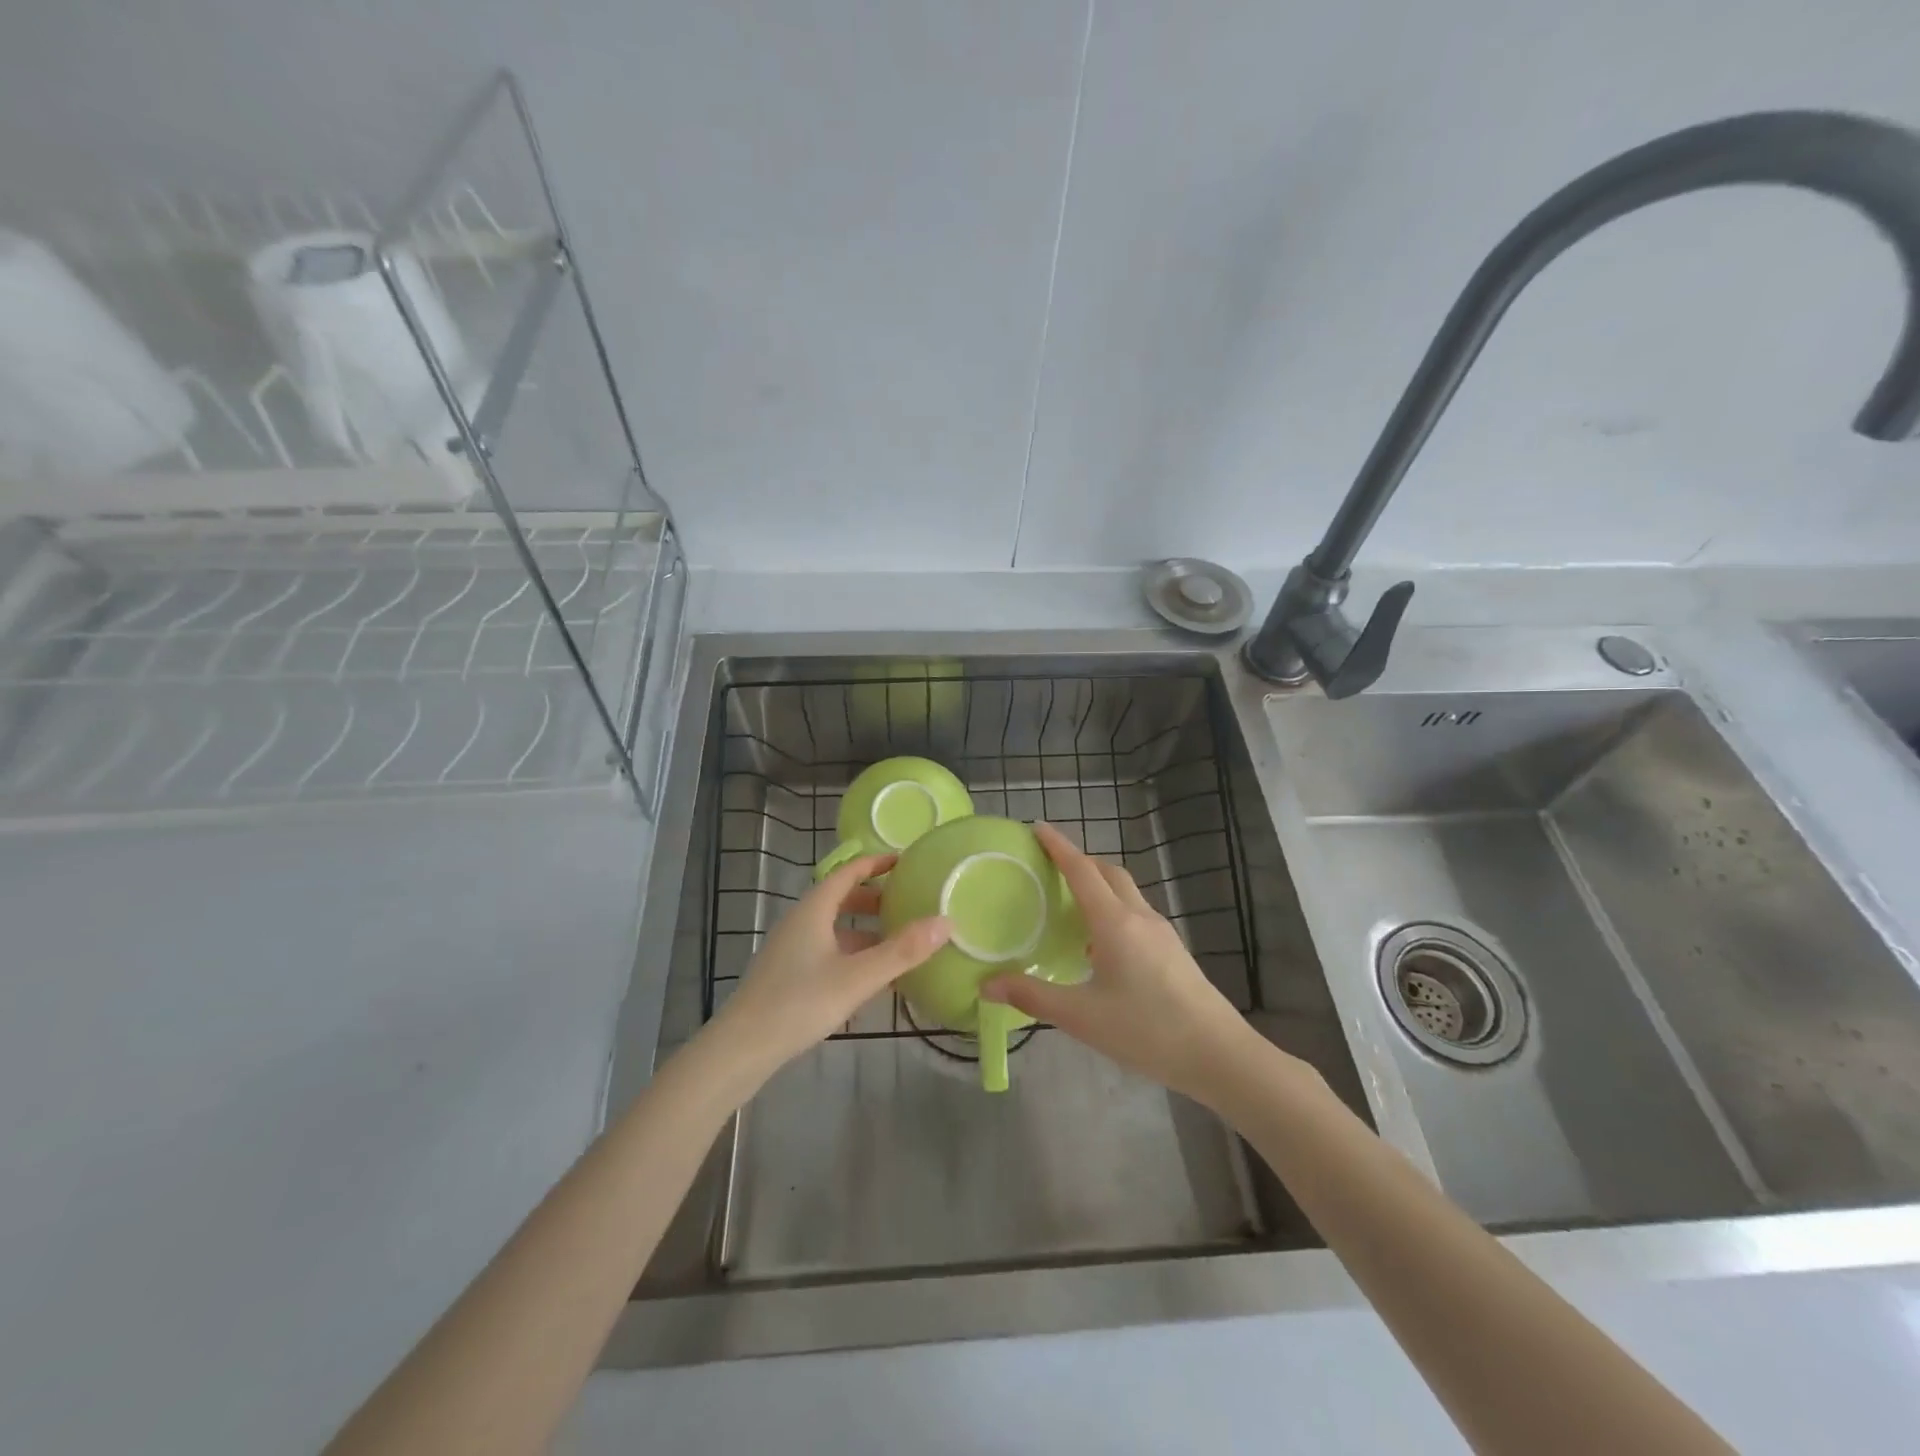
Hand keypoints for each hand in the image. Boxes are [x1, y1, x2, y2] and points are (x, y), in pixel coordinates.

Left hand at [708, 853, 950, 1082]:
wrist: (741, 1048)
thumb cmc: (799, 1003)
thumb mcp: (857, 978)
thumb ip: (901, 951)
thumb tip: (946, 921)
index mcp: (814, 910)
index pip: (848, 872)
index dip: (876, 863)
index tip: (906, 861)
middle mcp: (801, 922)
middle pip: (841, 898)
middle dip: (875, 897)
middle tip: (910, 902)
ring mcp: (792, 949)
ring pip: (835, 927)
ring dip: (866, 928)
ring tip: (899, 939)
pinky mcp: (789, 974)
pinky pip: (828, 950)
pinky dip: (853, 952)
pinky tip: (872, 975)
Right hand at [982, 822, 1258, 1103]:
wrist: (1218, 1055)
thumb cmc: (1146, 1030)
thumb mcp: (1081, 1016)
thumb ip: (1032, 996)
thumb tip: (986, 984)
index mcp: (1114, 922)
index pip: (1081, 870)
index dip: (1058, 846)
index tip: (1037, 827)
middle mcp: (1139, 917)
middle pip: (1108, 873)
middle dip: (1080, 861)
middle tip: (1050, 866)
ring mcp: (1161, 933)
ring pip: (1126, 892)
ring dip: (1099, 885)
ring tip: (1071, 903)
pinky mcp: (1173, 951)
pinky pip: (1136, 914)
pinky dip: (1113, 909)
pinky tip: (1101, 944)